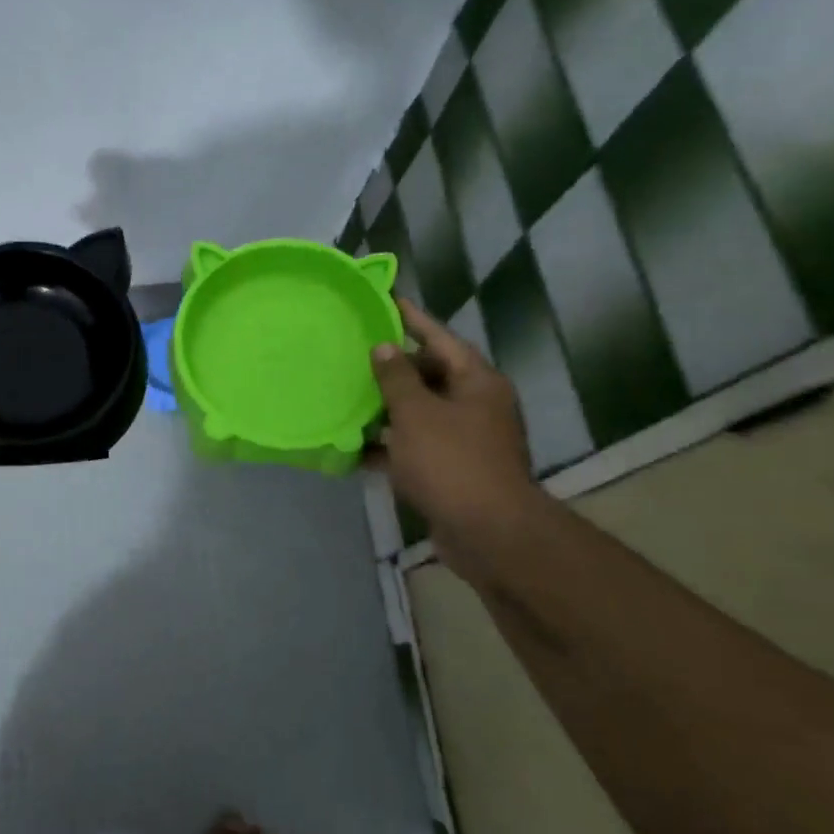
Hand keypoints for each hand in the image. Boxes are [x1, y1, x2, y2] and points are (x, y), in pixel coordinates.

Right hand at [371, 298, 538, 571]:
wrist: (487, 533)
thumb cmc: (452, 462)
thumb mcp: (417, 414)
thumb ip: (397, 379)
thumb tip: (385, 347)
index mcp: (476, 382)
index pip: (439, 338)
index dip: (412, 319)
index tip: (386, 300)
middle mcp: (475, 405)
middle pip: (429, 375)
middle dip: (392, 367)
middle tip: (354, 351)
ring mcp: (464, 439)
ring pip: (418, 412)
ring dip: (385, 407)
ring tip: (345, 394)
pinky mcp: (450, 469)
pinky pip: (414, 446)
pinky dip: (387, 445)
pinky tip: (353, 445)